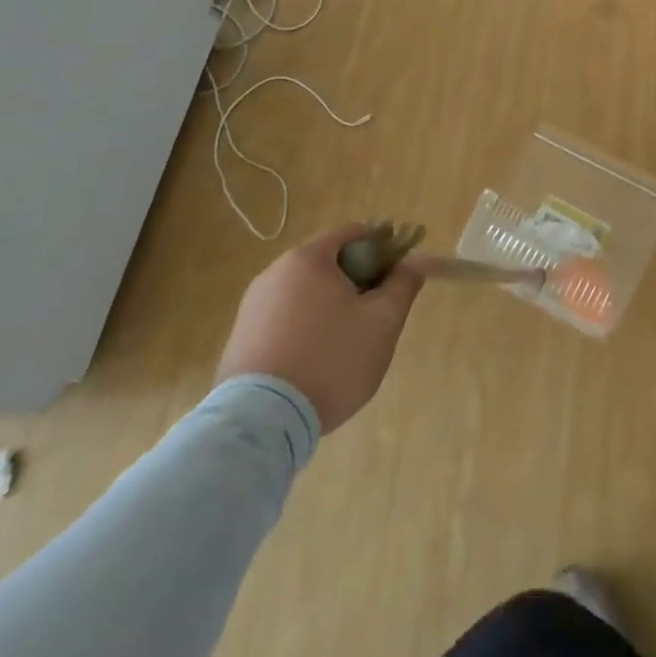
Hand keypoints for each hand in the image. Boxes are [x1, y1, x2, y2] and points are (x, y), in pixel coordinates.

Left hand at [215, 226, 425, 434]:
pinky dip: (305, 329)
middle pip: (329, 263)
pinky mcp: (239, 340)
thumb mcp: (383, 321)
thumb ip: (403, 284)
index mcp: (308, 259)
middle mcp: (274, 273)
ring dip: (331, 307)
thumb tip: (416, 261)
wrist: (260, 424)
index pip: (354, 233)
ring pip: (306, 293)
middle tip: (376, 314)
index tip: (397, 276)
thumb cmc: (331, 359)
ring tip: (346, 344)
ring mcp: (252, 307)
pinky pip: (284, 320)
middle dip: (357, 281)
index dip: (383, 248)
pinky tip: (316, 362)